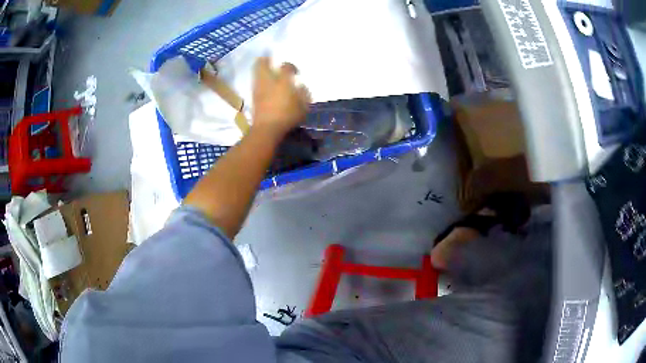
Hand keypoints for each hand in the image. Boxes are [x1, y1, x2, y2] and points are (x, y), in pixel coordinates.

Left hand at [252, 57, 310, 138]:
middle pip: (262, 63)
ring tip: (266, 70)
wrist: (267, 128)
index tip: (295, 72)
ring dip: (261, 69)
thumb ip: (304, 94)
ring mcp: (258, 87)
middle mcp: (268, 80)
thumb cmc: (288, 116)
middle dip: (265, 59)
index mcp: (283, 80)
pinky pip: (255, 82)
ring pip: (256, 72)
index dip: (290, 66)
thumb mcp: (303, 106)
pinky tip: (263, 84)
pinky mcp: (253, 96)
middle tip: (269, 58)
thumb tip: (301, 86)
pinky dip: (259, 80)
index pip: (286, 67)